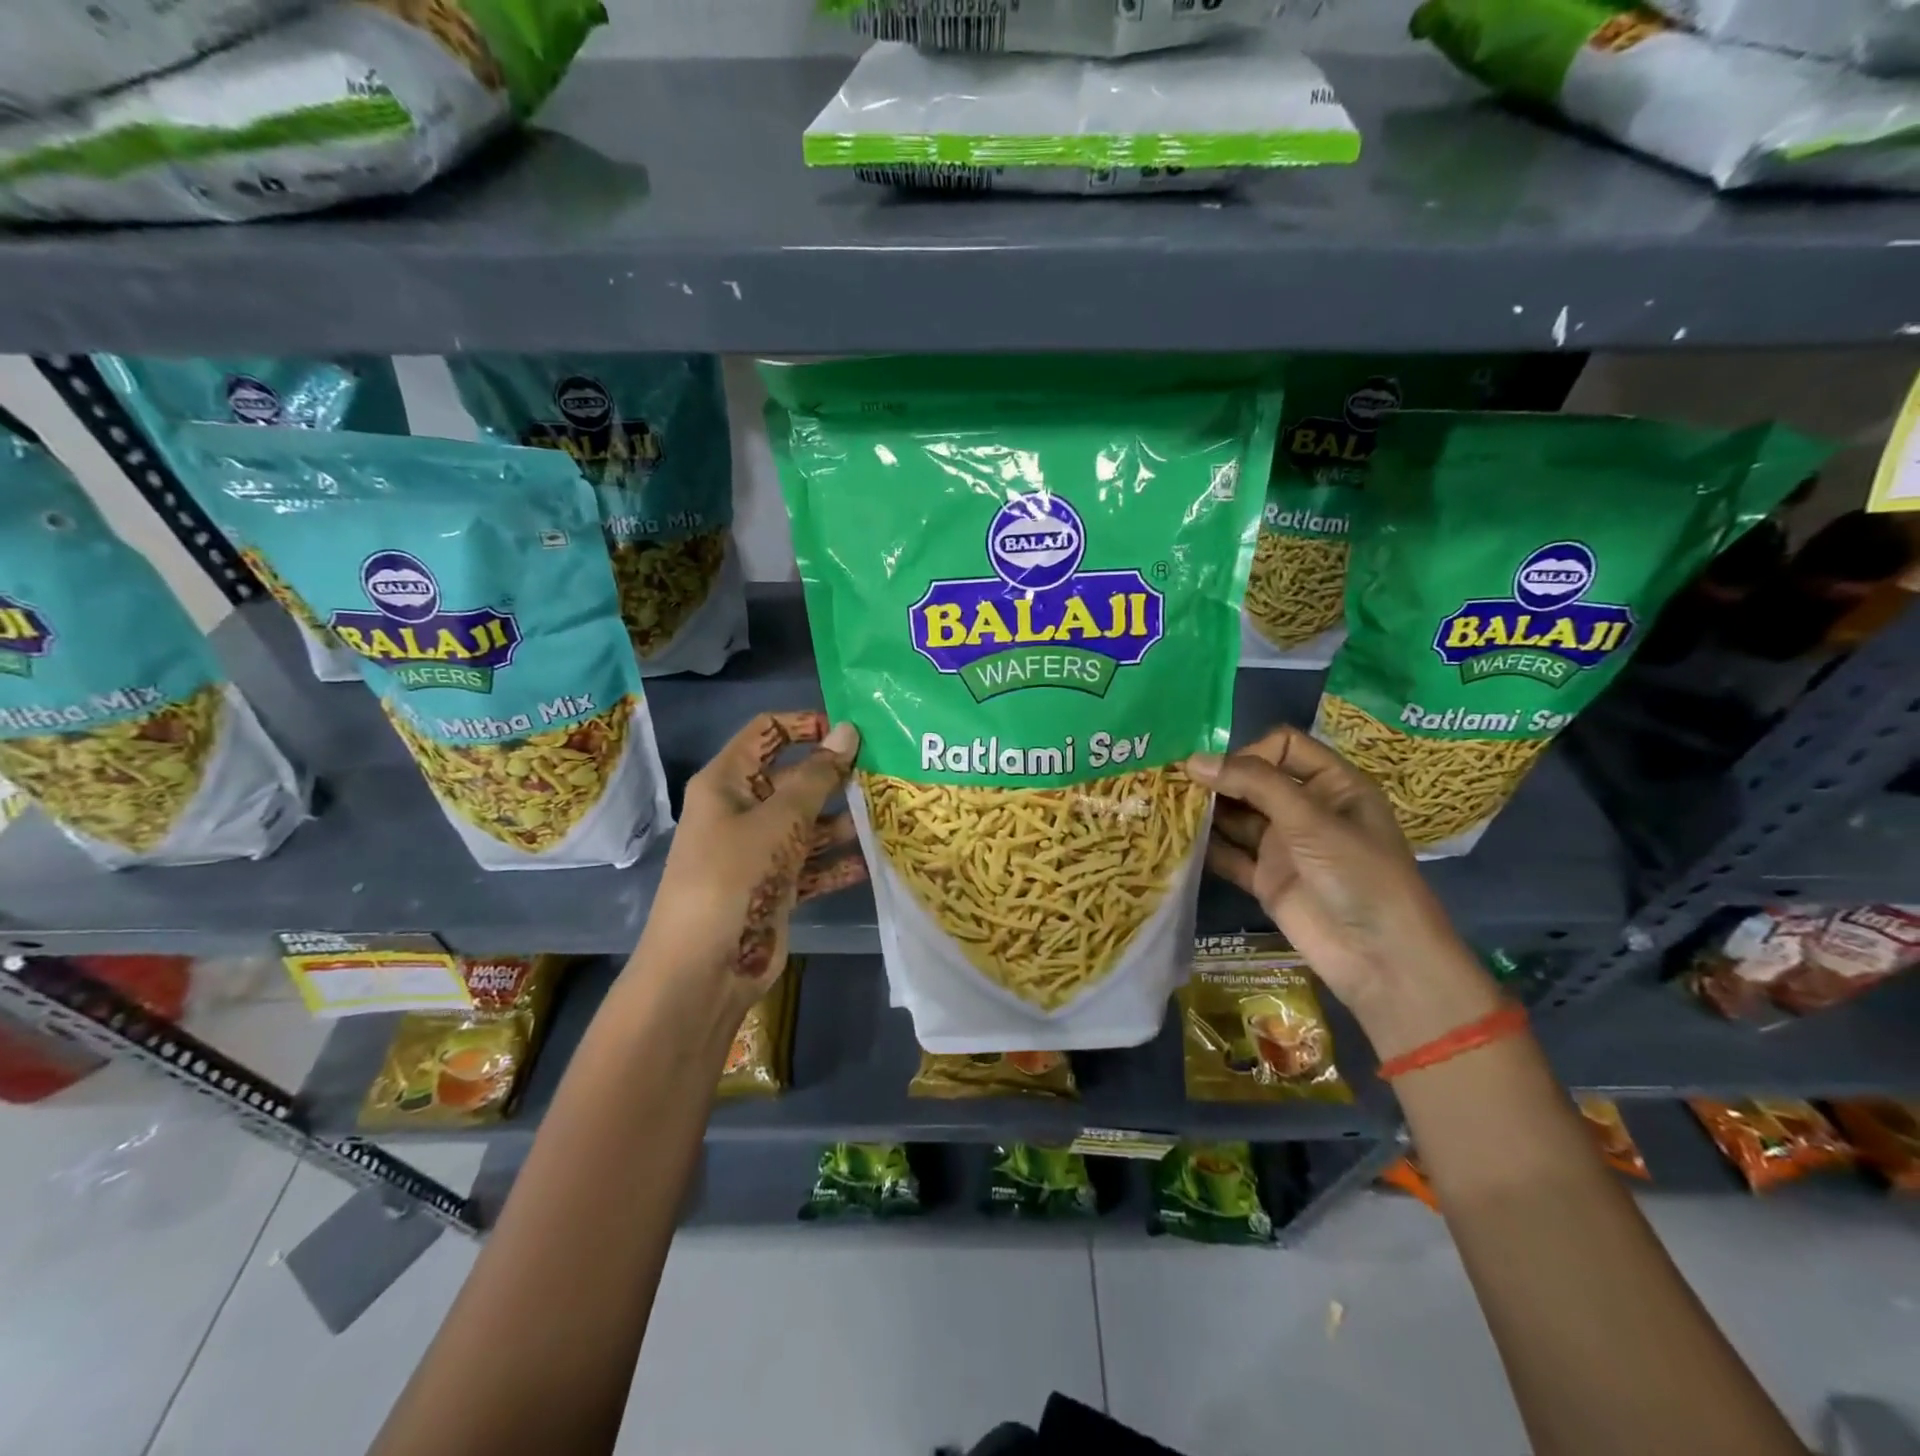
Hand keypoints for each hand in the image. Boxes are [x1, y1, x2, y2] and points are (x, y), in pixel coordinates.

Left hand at [634, 712, 862, 1026]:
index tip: (851, 732)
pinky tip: (874, 861)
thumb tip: (847, 730)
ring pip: (808, 823)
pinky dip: (838, 863)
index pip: (766, 732)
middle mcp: (742, 811)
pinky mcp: (776, 886)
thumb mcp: (779, 820)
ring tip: (889, 814)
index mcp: (728, 782)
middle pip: (794, 779)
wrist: (704, 969)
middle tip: (886, 773)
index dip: (805, 725)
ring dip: (843, 822)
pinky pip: (812, 864)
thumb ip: (818, 776)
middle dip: (835, 776)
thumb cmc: (735, 876)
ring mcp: (759, 851)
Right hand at [1188, 726, 1498, 1058]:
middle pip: (1253, 781)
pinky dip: (1206, 847)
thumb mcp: (1311, 820)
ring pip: (1237, 817)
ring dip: (1206, 812)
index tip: (1219, 771)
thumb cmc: (1359, 875)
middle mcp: (1305, 809)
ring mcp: (1284, 846)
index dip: (1250, 752)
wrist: (1381, 959)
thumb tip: (1193, 760)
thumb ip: (1254, 784)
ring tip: (1165, 806)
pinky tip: (1176, 840)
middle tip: (1174, 783)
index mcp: (1332, 785)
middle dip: (1218, 780)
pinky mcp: (1266, 879)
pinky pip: (1230, 855)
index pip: (1284, 747)